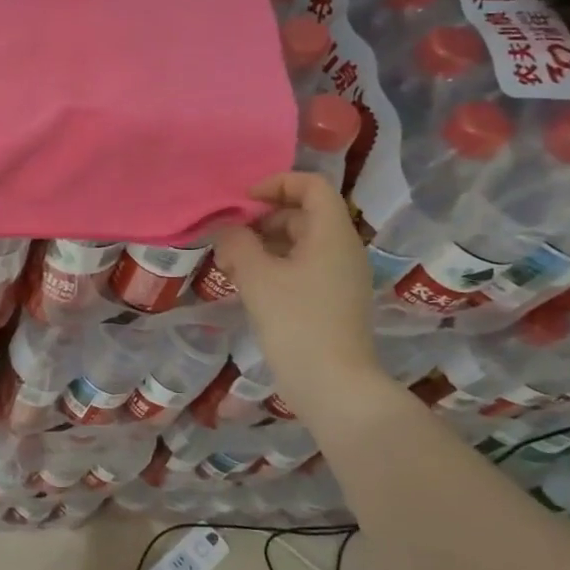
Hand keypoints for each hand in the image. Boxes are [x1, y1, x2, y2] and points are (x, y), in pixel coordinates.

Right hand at [209, 172, 383, 417]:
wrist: (333, 386)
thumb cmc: (297, 323)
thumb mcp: (257, 277)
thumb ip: (237, 243)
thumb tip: (227, 229)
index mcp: (332, 235)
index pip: (311, 186)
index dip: (276, 184)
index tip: (243, 202)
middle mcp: (342, 250)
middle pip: (303, 214)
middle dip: (263, 219)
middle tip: (228, 237)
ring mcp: (340, 277)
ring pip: (300, 243)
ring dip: (264, 244)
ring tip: (231, 263)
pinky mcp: (332, 300)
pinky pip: (302, 267)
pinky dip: (274, 266)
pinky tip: (247, 284)